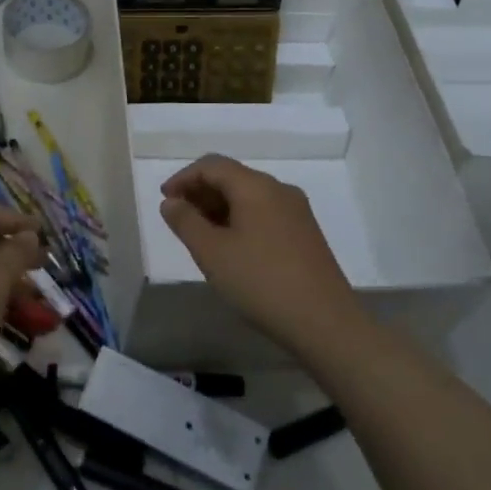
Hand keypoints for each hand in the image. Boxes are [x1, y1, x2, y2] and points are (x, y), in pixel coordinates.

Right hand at [160, 155, 354, 352]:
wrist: (326, 324)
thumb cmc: (261, 282)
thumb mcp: (212, 253)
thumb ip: (185, 222)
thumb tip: (171, 202)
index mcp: (256, 186)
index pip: (212, 165)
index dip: (183, 178)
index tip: (164, 200)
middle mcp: (279, 190)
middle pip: (232, 177)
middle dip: (201, 192)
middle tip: (178, 218)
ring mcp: (297, 212)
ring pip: (249, 196)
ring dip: (219, 207)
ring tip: (199, 234)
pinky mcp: (306, 234)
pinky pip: (264, 213)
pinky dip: (240, 219)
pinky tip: (231, 247)